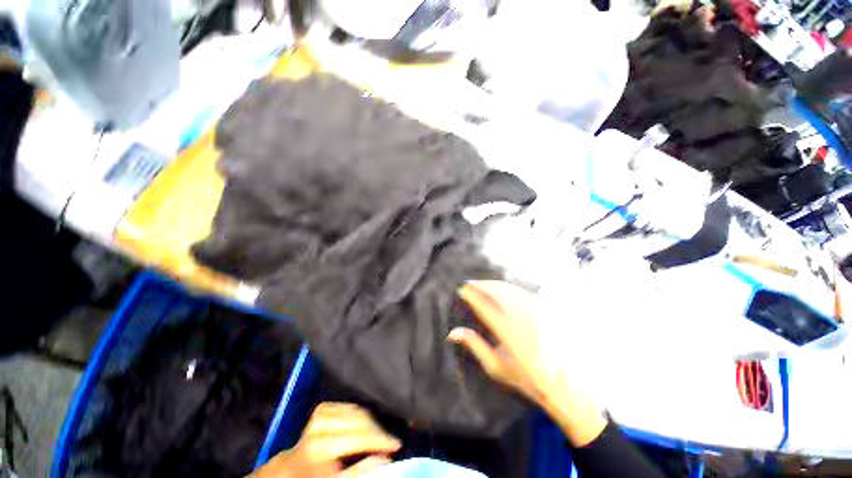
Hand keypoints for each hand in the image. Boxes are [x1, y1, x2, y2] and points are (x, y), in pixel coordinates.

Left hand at [252, 402, 400, 477]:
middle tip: (392, 441)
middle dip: (378, 435)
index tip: (396, 446)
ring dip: (371, 423)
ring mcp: (317, 422)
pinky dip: (360, 413)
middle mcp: (317, 439)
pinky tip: (364, 422)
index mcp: (318, 460)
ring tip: (379, 434)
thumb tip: (384, 459)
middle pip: (357, 431)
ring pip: (355, 414)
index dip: (378, 447)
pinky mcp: (321, 410)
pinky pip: (347, 406)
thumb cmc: (315, 477)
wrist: (289, 471)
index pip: (355, 450)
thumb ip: (358, 472)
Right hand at [449, 280, 606, 446]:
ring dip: (494, 284)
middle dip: (482, 284)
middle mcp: (521, 317)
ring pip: (510, 289)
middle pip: (497, 291)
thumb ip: (474, 346)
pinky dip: (509, 288)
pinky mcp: (544, 309)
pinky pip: (522, 292)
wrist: (564, 383)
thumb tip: (452, 332)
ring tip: (484, 284)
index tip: (462, 289)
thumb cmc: (526, 377)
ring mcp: (534, 311)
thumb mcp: (496, 366)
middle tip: (471, 283)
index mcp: (506, 332)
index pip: (483, 305)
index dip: (471, 294)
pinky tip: (504, 289)